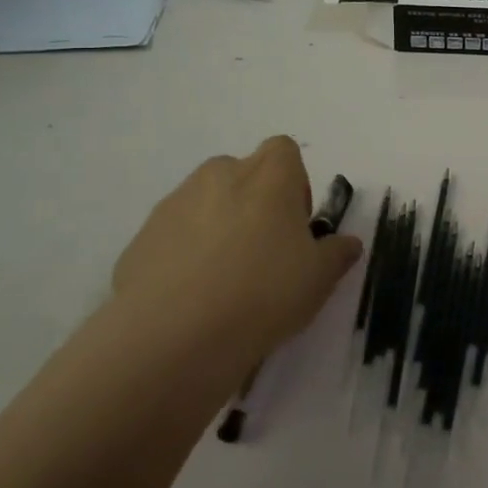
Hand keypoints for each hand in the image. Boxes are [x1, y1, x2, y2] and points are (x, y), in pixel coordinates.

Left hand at [110, 137, 361, 364]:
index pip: (285, 151)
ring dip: (219, 227)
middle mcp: (219, 176)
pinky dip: (184, 255)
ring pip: (205, 203)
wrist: (171, 336)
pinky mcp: (140, 239)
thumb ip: (338, 253)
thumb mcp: (320, 278)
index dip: (295, 183)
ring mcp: (174, 205)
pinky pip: (173, 236)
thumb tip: (347, 243)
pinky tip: (192, 298)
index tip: (296, 224)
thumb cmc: (263, 292)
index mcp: (268, 176)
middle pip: (243, 174)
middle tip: (265, 252)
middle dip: (255, 203)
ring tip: (225, 281)